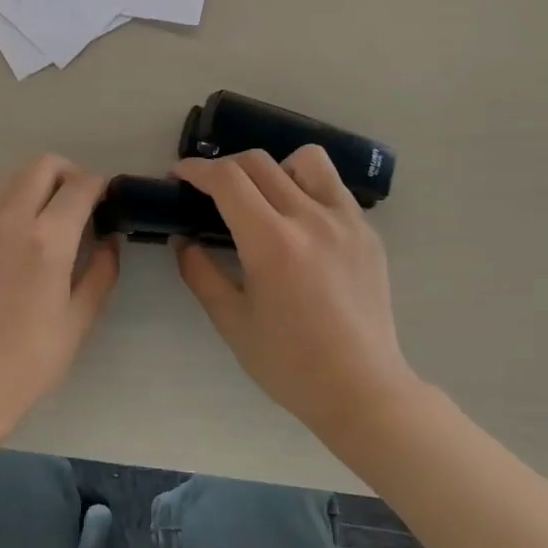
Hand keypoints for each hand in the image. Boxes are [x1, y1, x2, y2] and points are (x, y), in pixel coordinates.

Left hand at [0, 155, 120, 438]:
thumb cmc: (32, 360)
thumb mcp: (80, 318)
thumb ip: (102, 271)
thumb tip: (110, 241)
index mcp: (46, 240)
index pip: (80, 187)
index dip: (101, 186)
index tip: (111, 201)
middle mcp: (9, 221)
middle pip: (42, 165)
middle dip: (70, 173)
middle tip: (85, 205)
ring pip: (14, 178)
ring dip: (41, 185)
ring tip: (56, 220)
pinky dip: (16, 201)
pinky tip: (26, 237)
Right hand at [173, 148, 419, 448]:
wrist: (361, 388)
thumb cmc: (288, 363)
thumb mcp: (231, 321)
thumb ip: (200, 273)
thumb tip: (183, 240)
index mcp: (272, 243)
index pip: (228, 179)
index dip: (196, 170)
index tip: (179, 176)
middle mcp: (311, 219)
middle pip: (259, 162)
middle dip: (224, 167)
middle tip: (208, 191)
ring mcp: (346, 221)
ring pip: (305, 160)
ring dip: (273, 168)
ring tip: (263, 198)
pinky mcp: (367, 232)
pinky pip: (333, 188)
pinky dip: (306, 188)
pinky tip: (298, 223)